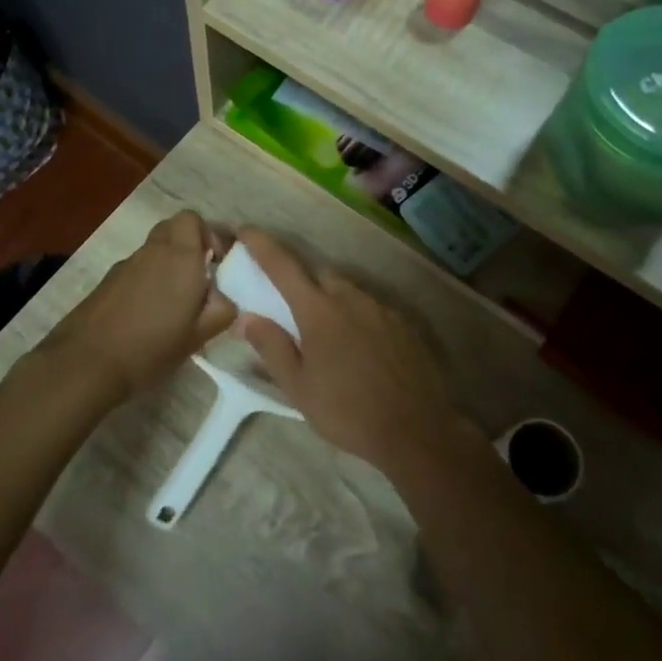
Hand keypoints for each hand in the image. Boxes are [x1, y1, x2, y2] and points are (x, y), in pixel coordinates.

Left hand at [40, 212, 236, 402]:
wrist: (86, 362)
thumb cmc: (151, 347)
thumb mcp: (199, 335)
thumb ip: (221, 310)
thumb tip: (224, 298)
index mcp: (180, 257)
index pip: (193, 219)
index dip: (209, 235)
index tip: (218, 263)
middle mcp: (152, 251)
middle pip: (172, 229)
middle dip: (189, 244)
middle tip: (200, 277)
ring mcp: (125, 265)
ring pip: (153, 249)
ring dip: (168, 264)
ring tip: (175, 303)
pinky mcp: (107, 281)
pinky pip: (136, 269)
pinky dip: (147, 279)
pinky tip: (148, 314)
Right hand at [233, 230, 474, 470]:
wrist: (416, 429)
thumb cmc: (347, 411)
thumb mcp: (298, 387)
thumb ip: (271, 347)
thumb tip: (246, 317)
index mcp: (318, 310)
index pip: (282, 265)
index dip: (260, 244)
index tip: (245, 230)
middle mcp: (350, 297)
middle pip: (318, 275)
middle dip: (301, 284)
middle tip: (292, 311)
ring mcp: (381, 308)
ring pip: (347, 291)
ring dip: (331, 301)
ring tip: (329, 337)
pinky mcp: (404, 323)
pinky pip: (371, 308)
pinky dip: (358, 317)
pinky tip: (361, 348)